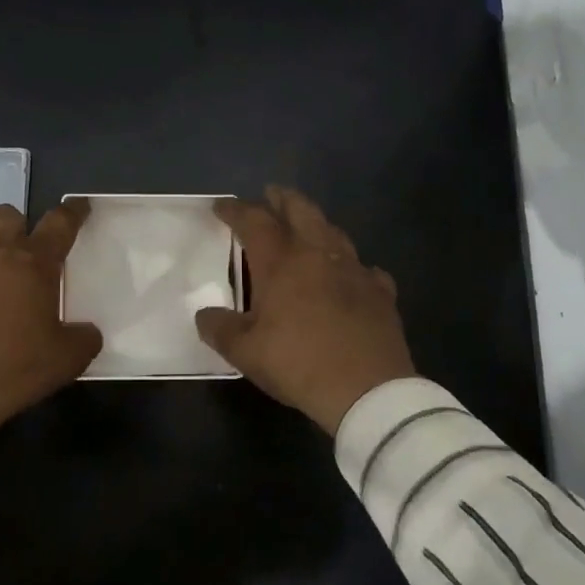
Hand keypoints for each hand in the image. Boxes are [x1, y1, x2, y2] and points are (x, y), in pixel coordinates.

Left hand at [0, 200, 102, 446]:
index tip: (80, 207)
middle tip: (22, 254)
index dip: (73, 211)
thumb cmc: (11, 370)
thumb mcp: (65, 360)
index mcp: (32, 263)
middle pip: (7, 214)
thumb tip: (87, 331)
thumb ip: (84, 338)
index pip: (60, 223)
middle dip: (18, 227)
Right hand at [195, 186, 414, 434]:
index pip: (254, 221)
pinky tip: (349, 275)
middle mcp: (319, 254)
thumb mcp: (245, 352)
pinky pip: (364, 268)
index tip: (220, 206)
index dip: (235, 209)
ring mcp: (354, 270)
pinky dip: (351, 265)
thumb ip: (219, 329)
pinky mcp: (380, 292)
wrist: (367, 390)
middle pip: (300, 210)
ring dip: (316, 223)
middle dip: (282, 198)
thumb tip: (204, 315)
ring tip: (306, 227)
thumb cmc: (298, 363)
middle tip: (270, 194)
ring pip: (334, 231)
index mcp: (281, 262)